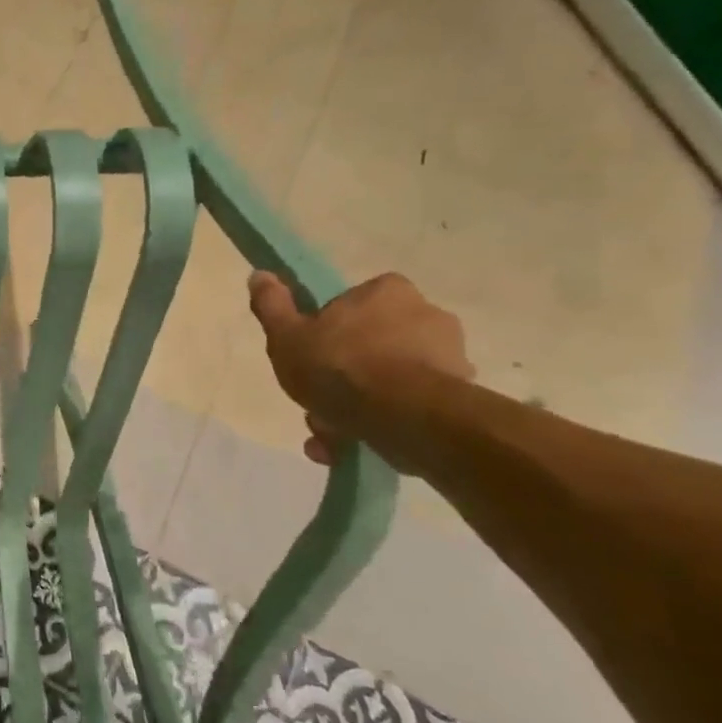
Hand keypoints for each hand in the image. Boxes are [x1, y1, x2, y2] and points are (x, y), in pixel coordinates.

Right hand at [247, 270, 473, 464]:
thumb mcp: (287, 335)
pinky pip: (409, 407)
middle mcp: (428, 316)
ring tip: (329, 435)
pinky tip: (353, 446)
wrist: (406, 418)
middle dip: (341, 377)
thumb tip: (260, 275)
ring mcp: (451, 358)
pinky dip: (382, 424)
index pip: (352, 305)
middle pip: (370, 345)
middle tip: (316, 403)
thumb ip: (272, 305)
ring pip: (389, 380)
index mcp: (387, 292)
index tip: (311, 356)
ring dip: (357, 405)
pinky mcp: (461, 398)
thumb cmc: (340, 366)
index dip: (327, 332)